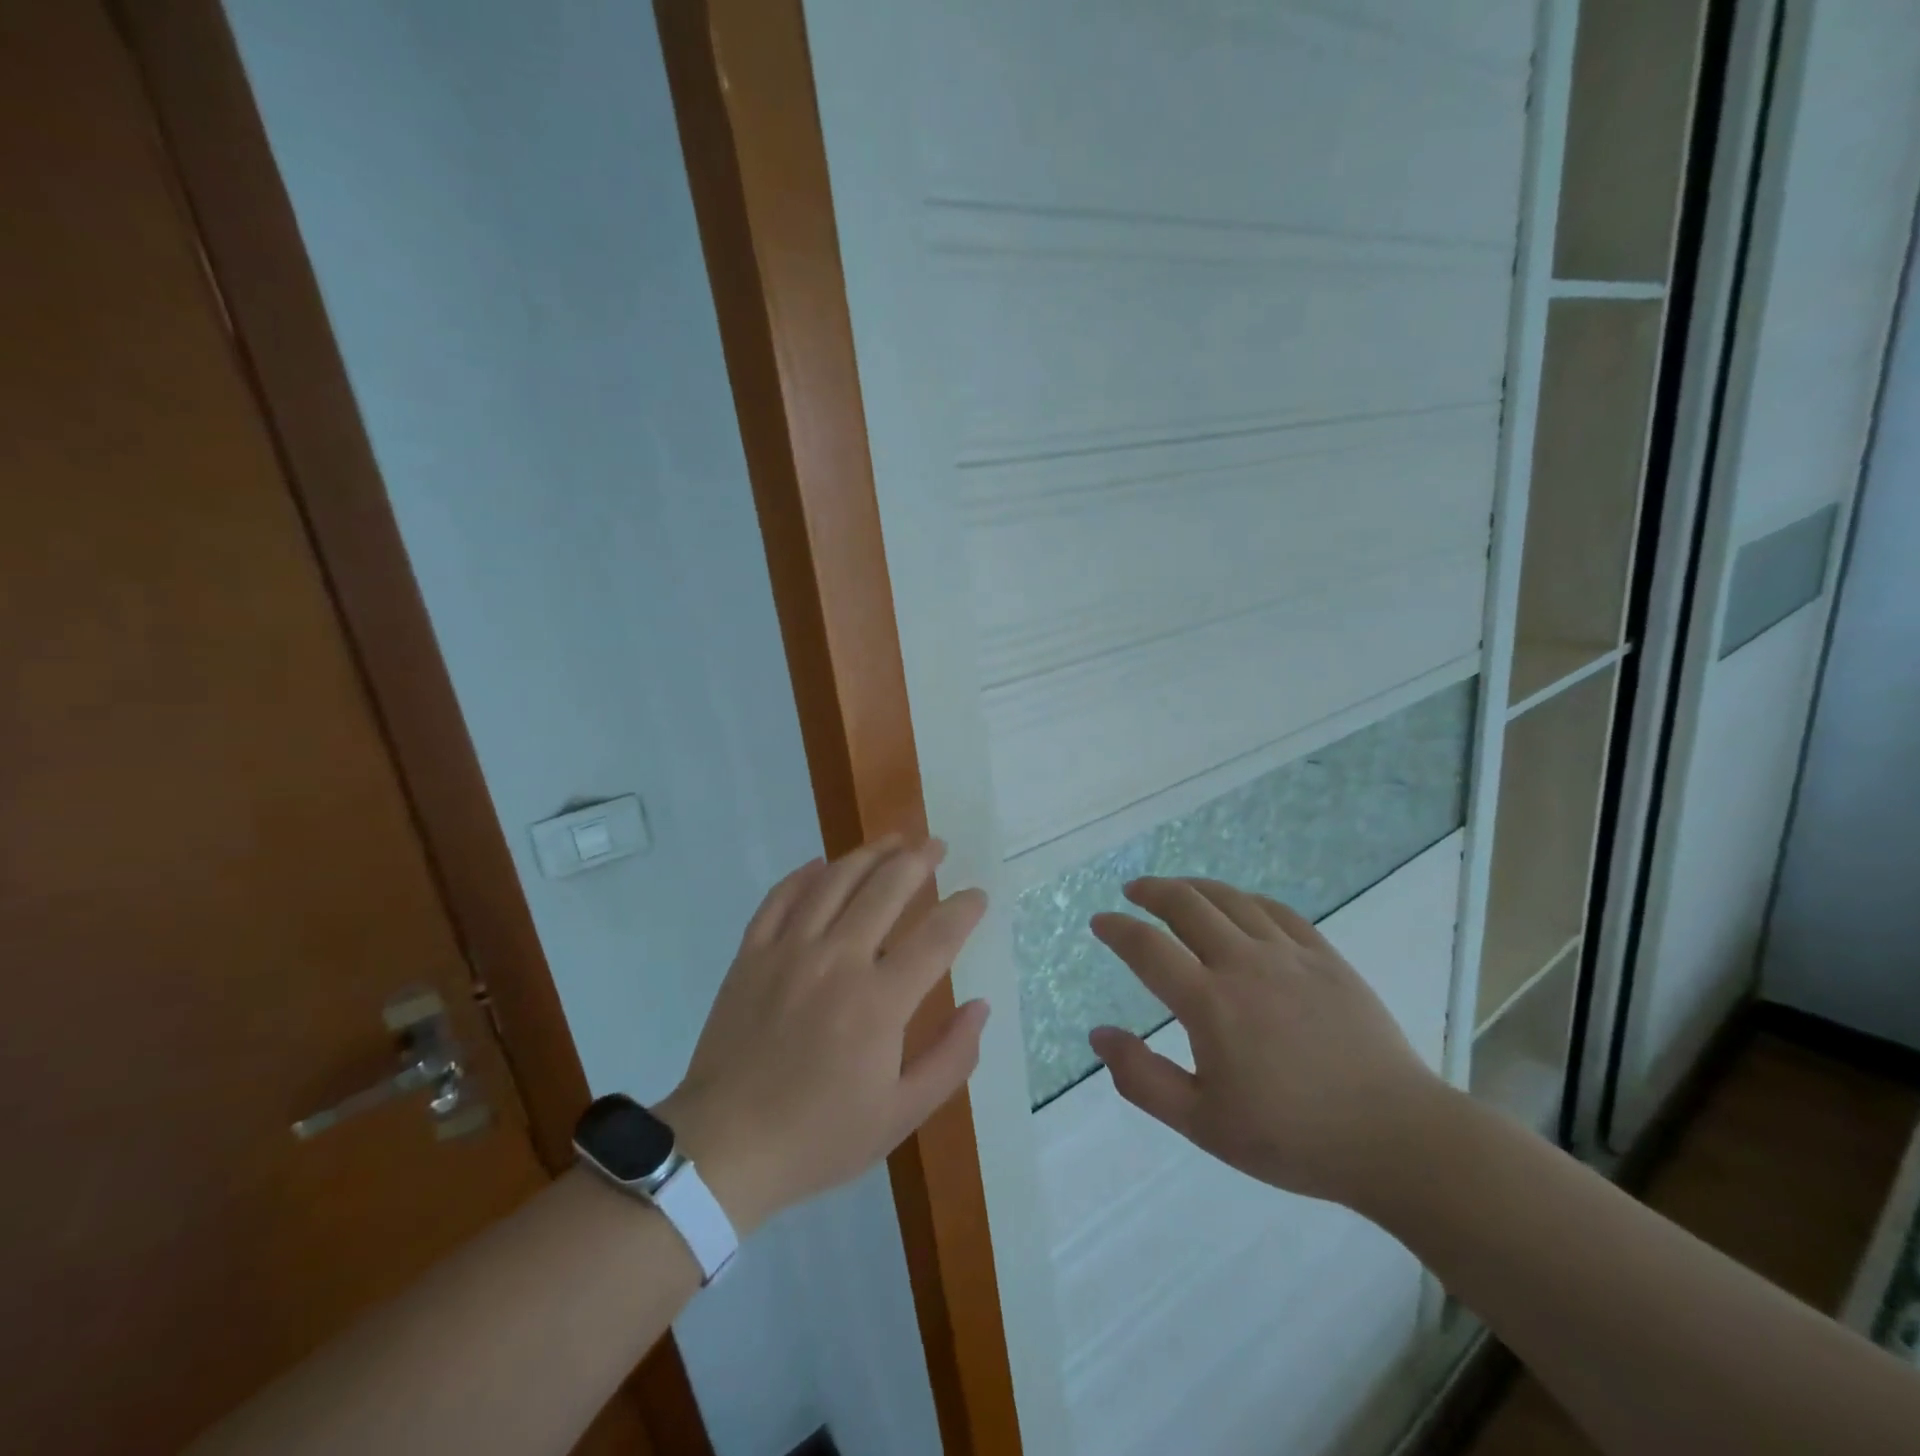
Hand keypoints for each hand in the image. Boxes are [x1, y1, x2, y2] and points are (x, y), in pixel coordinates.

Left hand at [656, 837, 989, 1233]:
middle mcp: (837, 961)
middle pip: (887, 888)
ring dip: (870, 853)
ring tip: (893, 839)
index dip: (964, 909)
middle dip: (919, 860)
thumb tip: (980, 1006)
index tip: (977, 896)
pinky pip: (781, 897)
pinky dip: (805, 874)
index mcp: (879, 1002)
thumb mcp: (901, 1115)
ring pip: (835, 880)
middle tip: (936, 846)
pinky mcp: (752, 954)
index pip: (936, 936)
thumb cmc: (819, 1136)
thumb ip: (951, 1059)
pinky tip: (822, 864)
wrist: (723, 1149)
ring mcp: (789, 951)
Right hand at [1088, 877, 1447, 1210]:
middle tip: (1133, 891)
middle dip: (1151, 891)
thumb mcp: (1203, 1124)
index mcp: (1210, 1003)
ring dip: (1194, 887)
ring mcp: (1289, 955)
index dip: (1117, 929)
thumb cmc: (1293, 1138)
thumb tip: (1099, 1035)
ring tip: (1176, 889)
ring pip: (1231, 899)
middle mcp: (1244, 964)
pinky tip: (1239, 905)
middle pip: (1187, 904)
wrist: (1396, 1138)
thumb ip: (1143, 1078)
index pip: (1147, 947)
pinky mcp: (1326, 957)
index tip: (1100, 921)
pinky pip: (1277, 910)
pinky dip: (1246, 899)